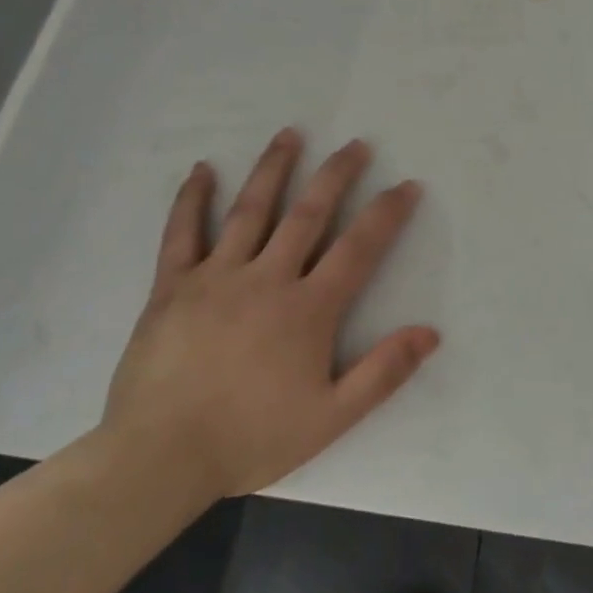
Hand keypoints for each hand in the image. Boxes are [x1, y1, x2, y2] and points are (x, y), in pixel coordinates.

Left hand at [100, 128, 439, 499]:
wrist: (161, 458)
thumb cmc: (251, 438)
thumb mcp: (331, 417)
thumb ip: (383, 372)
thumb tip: (431, 332)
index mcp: (308, 309)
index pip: (358, 248)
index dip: (387, 213)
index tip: (407, 185)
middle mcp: (266, 278)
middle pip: (308, 213)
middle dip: (336, 175)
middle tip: (356, 144)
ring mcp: (216, 276)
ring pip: (251, 210)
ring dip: (273, 169)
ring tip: (291, 134)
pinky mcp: (172, 286)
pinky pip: (183, 233)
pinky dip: (193, 199)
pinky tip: (202, 170)